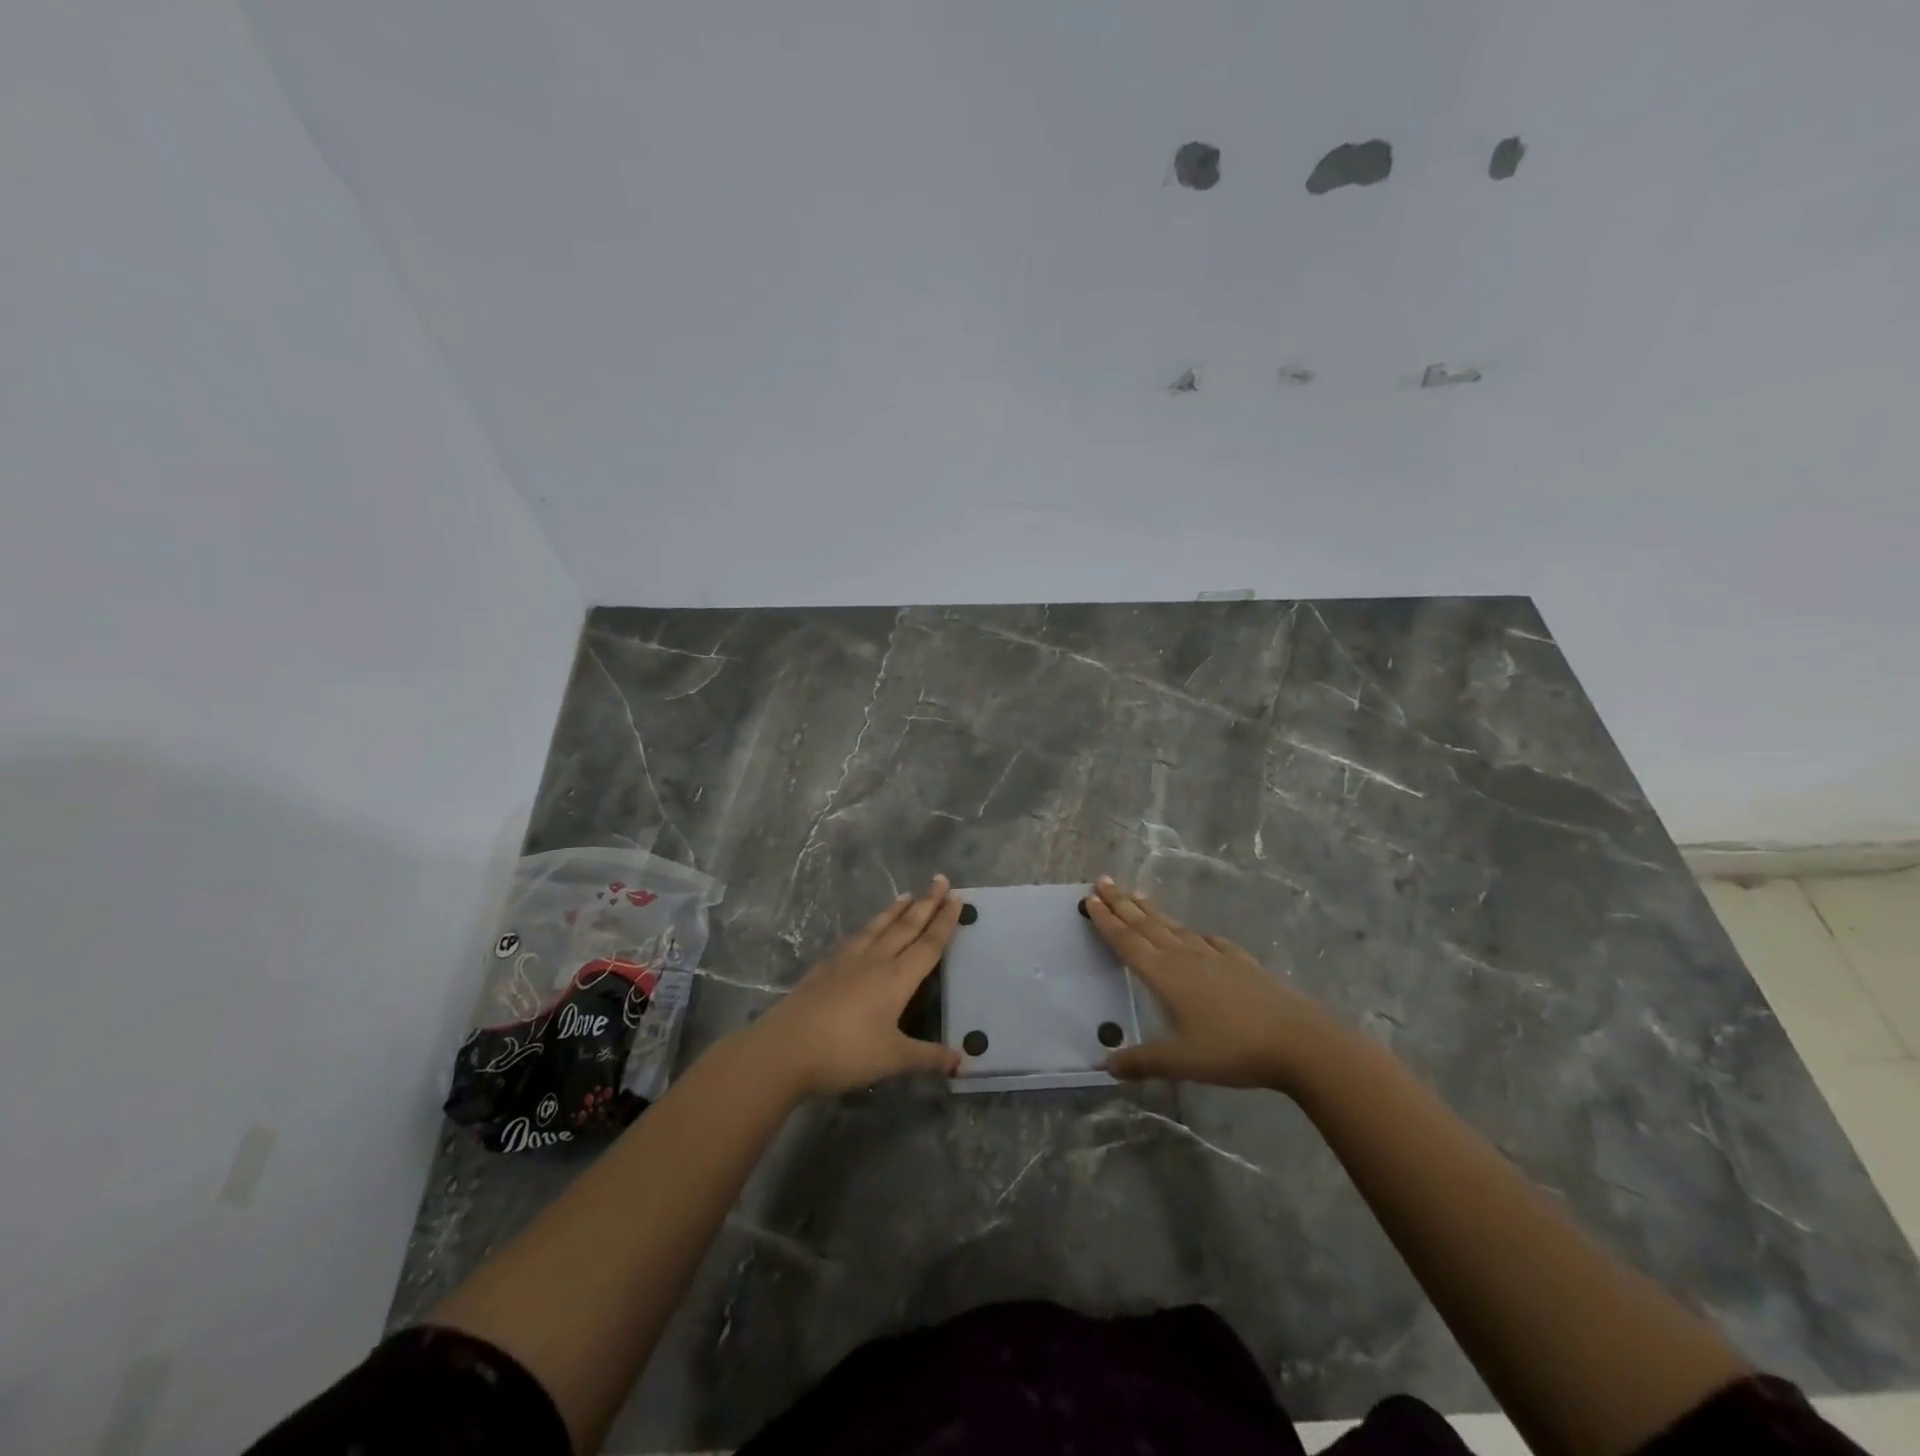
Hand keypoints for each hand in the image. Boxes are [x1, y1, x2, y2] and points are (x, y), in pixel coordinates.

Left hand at [740, 876, 964, 1099]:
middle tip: (941, 880)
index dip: (945, 921)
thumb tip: (962, 1061)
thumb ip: (928, 1057)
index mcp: (896, 978)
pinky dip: (867, 928)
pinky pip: (853, 939)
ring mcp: (846, 962)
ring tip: (907, 894)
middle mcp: (874, 961)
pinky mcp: (823, 969)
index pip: (928, 944)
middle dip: (926, 903)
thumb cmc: (845, 1053)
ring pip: (877, 928)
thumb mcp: (893, 1059)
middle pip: (906, 927)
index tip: (957, 897)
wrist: (784, 1050)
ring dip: (895, 911)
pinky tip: (864, 930)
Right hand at [1084, 876, 1340, 1091]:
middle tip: (1103, 880)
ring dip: (1153, 911)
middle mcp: (1185, 957)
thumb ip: (1142, 1061)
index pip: (1127, 941)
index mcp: (1165, 974)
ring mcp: (1216, 956)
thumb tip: (1105, 1065)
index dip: (1106, 920)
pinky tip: (1199, 935)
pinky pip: (1211, 942)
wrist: (1299, 1040)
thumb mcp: (1181, 1060)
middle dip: (1122, 903)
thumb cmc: (1232, 1049)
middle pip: (1146, 925)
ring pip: (1175, 928)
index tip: (1089, 897)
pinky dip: (1196, 934)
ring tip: (1137, 894)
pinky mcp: (1242, 963)